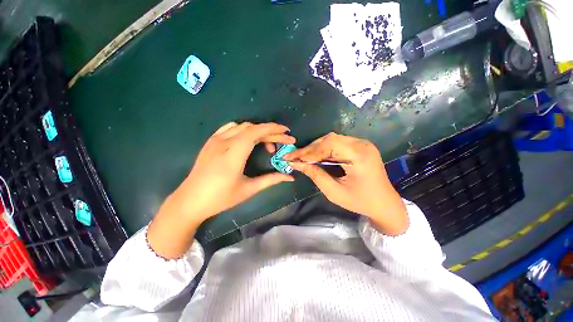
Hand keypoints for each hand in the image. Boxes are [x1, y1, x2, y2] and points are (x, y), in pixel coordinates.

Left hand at [148, 122, 294, 257]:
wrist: (190, 200)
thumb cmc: (220, 198)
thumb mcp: (248, 190)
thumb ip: (271, 180)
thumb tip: (290, 177)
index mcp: (232, 155)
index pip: (255, 132)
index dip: (272, 129)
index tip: (286, 132)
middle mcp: (223, 143)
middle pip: (251, 128)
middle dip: (270, 132)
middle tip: (283, 141)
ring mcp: (215, 140)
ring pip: (242, 126)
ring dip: (258, 131)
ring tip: (267, 143)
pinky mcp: (211, 141)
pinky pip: (231, 128)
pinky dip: (245, 130)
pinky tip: (249, 139)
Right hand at [284, 132, 407, 234]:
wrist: (384, 204)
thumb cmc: (360, 201)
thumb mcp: (334, 192)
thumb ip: (315, 175)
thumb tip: (296, 164)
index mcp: (359, 156)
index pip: (329, 144)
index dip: (309, 151)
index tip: (293, 158)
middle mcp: (362, 144)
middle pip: (329, 139)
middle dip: (310, 149)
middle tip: (295, 157)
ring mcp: (362, 144)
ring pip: (332, 140)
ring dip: (316, 149)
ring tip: (303, 158)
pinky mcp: (360, 146)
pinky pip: (338, 144)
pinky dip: (324, 150)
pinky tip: (316, 157)